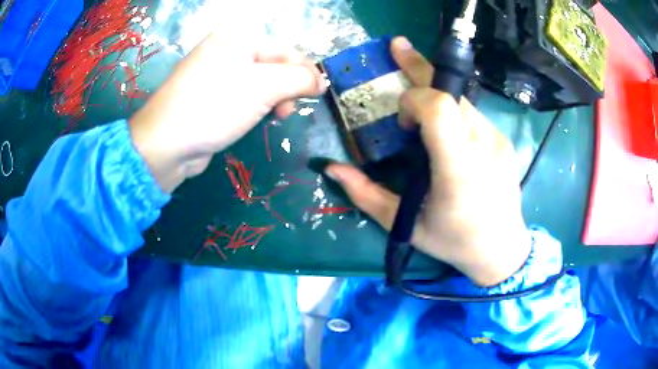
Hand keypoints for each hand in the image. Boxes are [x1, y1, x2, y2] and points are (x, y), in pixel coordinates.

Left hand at [130, 33, 325, 192]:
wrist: (166, 144)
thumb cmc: (215, 106)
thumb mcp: (264, 87)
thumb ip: (299, 79)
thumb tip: (321, 81)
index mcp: (237, 38)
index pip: (285, 49)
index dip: (305, 72)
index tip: (316, 96)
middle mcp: (226, 50)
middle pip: (272, 65)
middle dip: (286, 88)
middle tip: (287, 112)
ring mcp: (216, 73)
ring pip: (259, 82)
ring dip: (273, 99)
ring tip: (275, 118)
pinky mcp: (211, 96)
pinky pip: (243, 95)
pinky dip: (255, 106)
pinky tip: (256, 119)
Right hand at [326, 37, 530, 286]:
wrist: (501, 250)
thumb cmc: (453, 242)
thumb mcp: (405, 224)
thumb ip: (366, 195)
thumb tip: (332, 168)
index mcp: (459, 169)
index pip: (438, 107)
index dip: (414, 99)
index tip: (402, 121)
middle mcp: (484, 146)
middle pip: (452, 91)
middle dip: (420, 68)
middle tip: (397, 47)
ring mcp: (499, 141)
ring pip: (462, 100)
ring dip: (436, 93)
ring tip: (418, 97)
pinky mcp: (505, 142)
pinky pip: (473, 114)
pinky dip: (452, 112)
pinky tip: (445, 132)